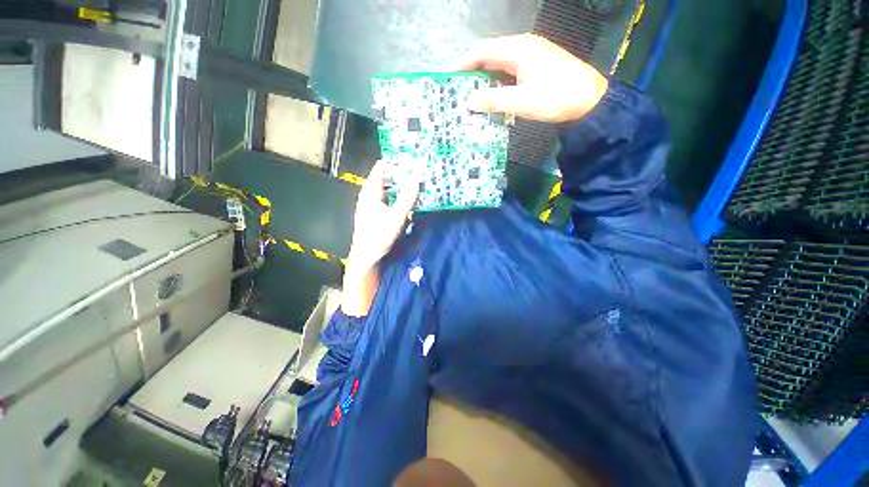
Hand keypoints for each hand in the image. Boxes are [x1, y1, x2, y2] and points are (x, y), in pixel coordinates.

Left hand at [347, 160, 419, 270]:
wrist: (367, 257)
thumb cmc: (379, 236)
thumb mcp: (396, 217)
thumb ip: (408, 198)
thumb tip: (417, 179)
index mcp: (370, 191)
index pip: (382, 167)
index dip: (396, 161)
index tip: (412, 159)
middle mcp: (370, 195)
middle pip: (386, 177)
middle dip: (402, 173)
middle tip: (419, 170)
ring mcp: (372, 204)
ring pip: (388, 188)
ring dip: (401, 185)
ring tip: (417, 182)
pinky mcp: (376, 213)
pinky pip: (389, 198)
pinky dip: (399, 196)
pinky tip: (409, 199)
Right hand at [455, 33, 608, 122]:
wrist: (590, 100)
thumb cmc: (556, 98)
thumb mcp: (522, 101)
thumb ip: (494, 100)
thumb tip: (470, 100)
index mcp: (518, 49)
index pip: (482, 50)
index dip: (464, 63)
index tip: (449, 78)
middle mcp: (522, 47)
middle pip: (489, 55)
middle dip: (472, 71)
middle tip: (458, 90)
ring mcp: (530, 56)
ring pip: (499, 64)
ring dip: (484, 78)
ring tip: (470, 95)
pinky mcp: (535, 67)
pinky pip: (509, 71)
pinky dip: (496, 82)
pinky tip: (491, 96)